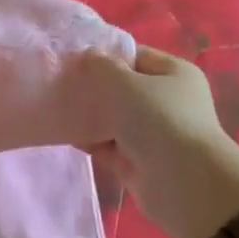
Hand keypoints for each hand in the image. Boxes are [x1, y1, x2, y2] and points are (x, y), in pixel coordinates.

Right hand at [79, 46, 238, 237]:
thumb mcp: (126, 84)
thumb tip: (86, 56)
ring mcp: (153, 133)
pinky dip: (89, 139)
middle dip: (92, 87)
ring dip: (88, 115)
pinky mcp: (138, 160)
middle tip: (60, 85)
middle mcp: (167, 101)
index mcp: (174, 74)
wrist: (182, 182)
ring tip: (56, 108)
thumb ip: (101, 66)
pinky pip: (108, 144)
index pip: (135, 56)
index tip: (72, 60)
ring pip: (113, 117)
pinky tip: (65, 134)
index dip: (104, 55)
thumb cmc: (159, 120)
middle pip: (122, 88)